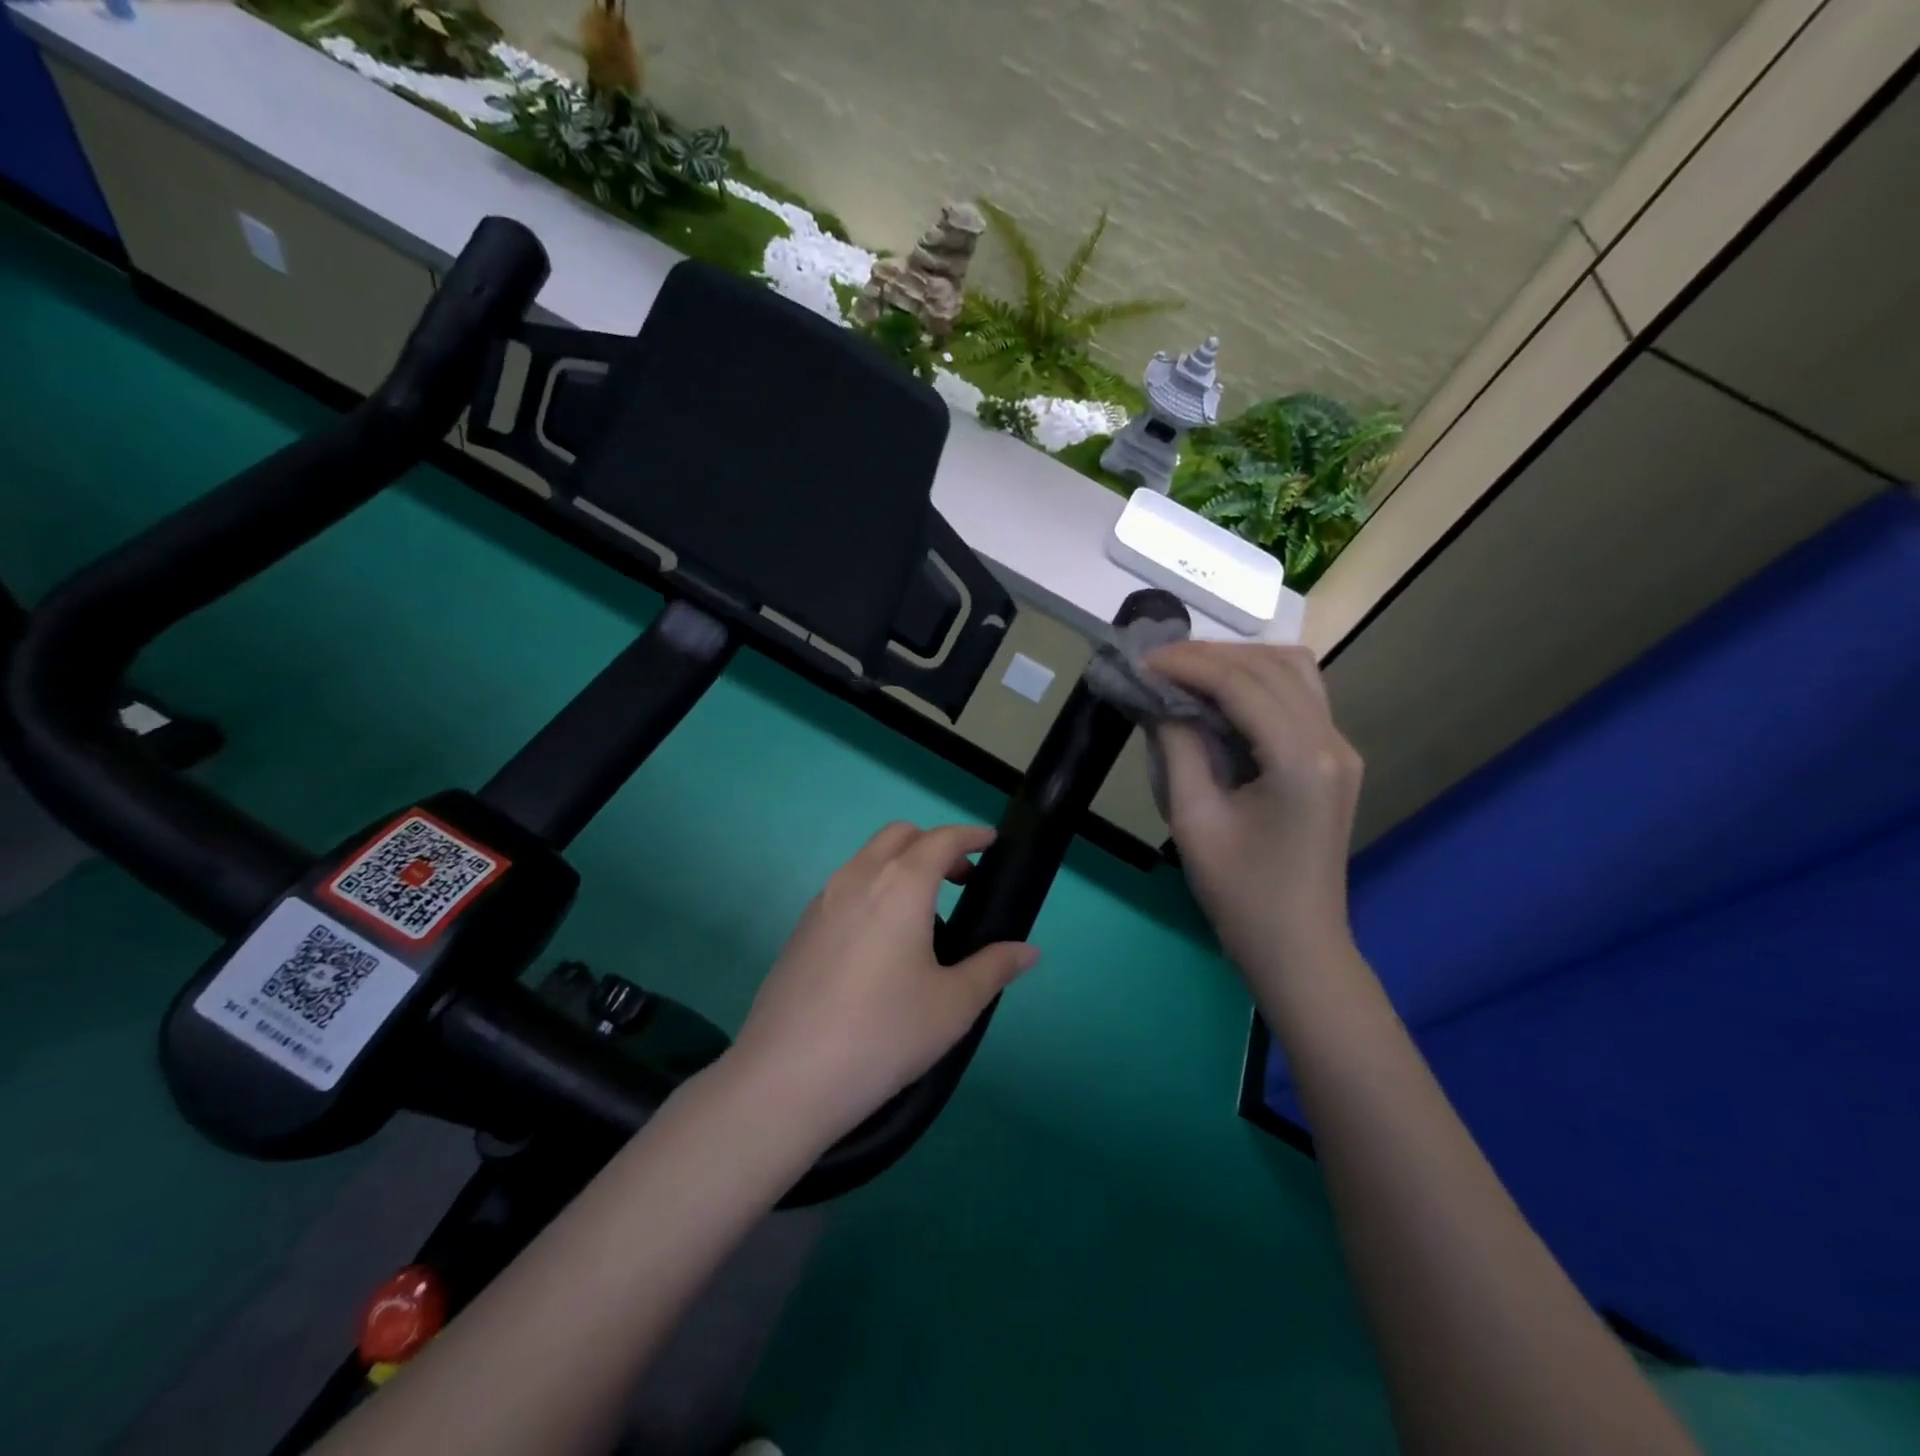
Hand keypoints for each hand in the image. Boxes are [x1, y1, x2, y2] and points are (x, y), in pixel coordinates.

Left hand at [725, 823, 1038, 1146]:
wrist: (787, 1077)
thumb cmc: (885, 1033)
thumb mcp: (953, 1005)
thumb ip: (994, 968)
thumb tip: (1028, 952)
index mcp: (900, 884)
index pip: (942, 838)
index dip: (971, 835)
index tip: (991, 842)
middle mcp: (858, 878)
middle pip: (899, 836)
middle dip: (934, 844)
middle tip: (960, 880)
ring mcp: (822, 901)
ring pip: (867, 859)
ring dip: (900, 867)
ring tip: (923, 917)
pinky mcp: (800, 929)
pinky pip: (845, 888)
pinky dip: (873, 890)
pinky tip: (881, 944)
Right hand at [1148, 643, 1363, 974]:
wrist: (1297, 946)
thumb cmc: (1239, 892)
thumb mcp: (1194, 819)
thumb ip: (1177, 747)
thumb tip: (1159, 698)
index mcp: (1300, 759)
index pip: (1241, 683)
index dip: (1187, 663)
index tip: (1140, 660)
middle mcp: (1332, 741)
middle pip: (1273, 665)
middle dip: (1211, 655)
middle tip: (1157, 664)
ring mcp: (1342, 748)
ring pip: (1295, 671)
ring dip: (1239, 662)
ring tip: (1187, 673)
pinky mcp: (1336, 760)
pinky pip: (1300, 698)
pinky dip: (1258, 683)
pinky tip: (1221, 697)